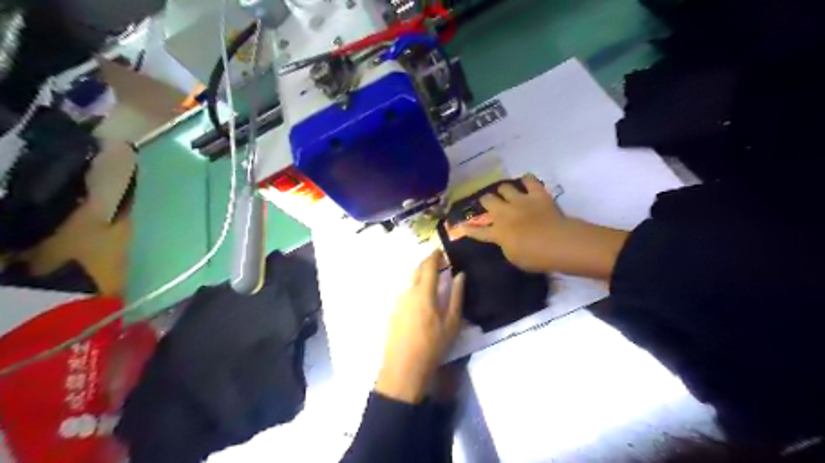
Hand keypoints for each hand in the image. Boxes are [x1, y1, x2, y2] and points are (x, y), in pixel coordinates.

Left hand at [377, 251, 465, 403]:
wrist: (403, 368)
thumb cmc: (433, 345)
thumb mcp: (452, 323)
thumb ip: (457, 296)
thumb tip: (460, 275)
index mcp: (424, 292)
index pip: (429, 265)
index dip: (435, 255)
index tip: (442, 250)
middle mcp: (408, 292)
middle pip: (417, 270)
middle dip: (428, 263)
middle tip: (439, 263)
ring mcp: (398, 302)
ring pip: (410, 281)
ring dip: (421, 276)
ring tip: (433, 282)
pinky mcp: (393, 312)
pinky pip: (406, 292)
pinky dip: (415, 288)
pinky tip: (422, 300)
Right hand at [461, 176, 629, 280]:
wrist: (557, 243)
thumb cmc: (535, 258)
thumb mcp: (514, 258)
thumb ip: (506, 246)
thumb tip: (504, 239)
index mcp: (497, 232)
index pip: (478, 231)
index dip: (469, 229)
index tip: (462, 226)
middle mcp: (504, 213)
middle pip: (488, 200)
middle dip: (486, 201)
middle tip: (489, 203)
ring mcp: (520, 201)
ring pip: (504, 187)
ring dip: (504, 190)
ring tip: (507, 193)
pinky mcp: (537, 194)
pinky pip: (529, 180)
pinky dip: (527, 180)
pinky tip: (527, 182)